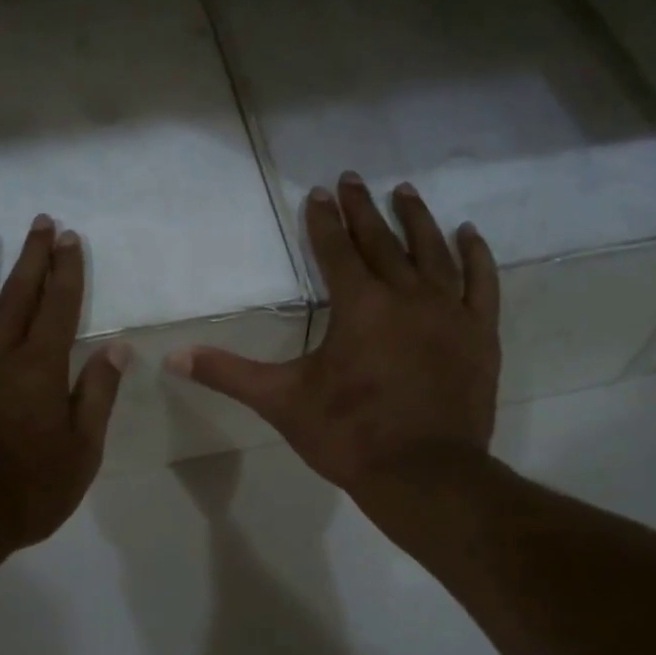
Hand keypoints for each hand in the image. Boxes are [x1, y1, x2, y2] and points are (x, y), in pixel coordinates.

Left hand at [0, 214, 127, 553]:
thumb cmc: (27, 491)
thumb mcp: (82, 452)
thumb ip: (97, 396)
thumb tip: (115, 349)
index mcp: (39, 370)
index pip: (58, 308)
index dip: (67, 271)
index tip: (70, 238)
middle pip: (16, 296)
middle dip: (31, 257)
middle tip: (39, 222)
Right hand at [168, 173, 499, 512]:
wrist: (423, 475)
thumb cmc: (348, 435)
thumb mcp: (281, 402)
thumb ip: (228, 373)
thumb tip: (172, 357)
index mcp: (359, 306)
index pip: (336, 251)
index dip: (324, 222)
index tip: (319, 193)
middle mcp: (406, 296)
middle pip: (382, 242)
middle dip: (363, 210)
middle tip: (353, 179)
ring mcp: (449, 313)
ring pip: (433, 252)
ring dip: (416, 220)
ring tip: (404, 192)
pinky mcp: (479, 335)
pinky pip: (482, 283)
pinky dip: (477, 256)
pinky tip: (468, 235)